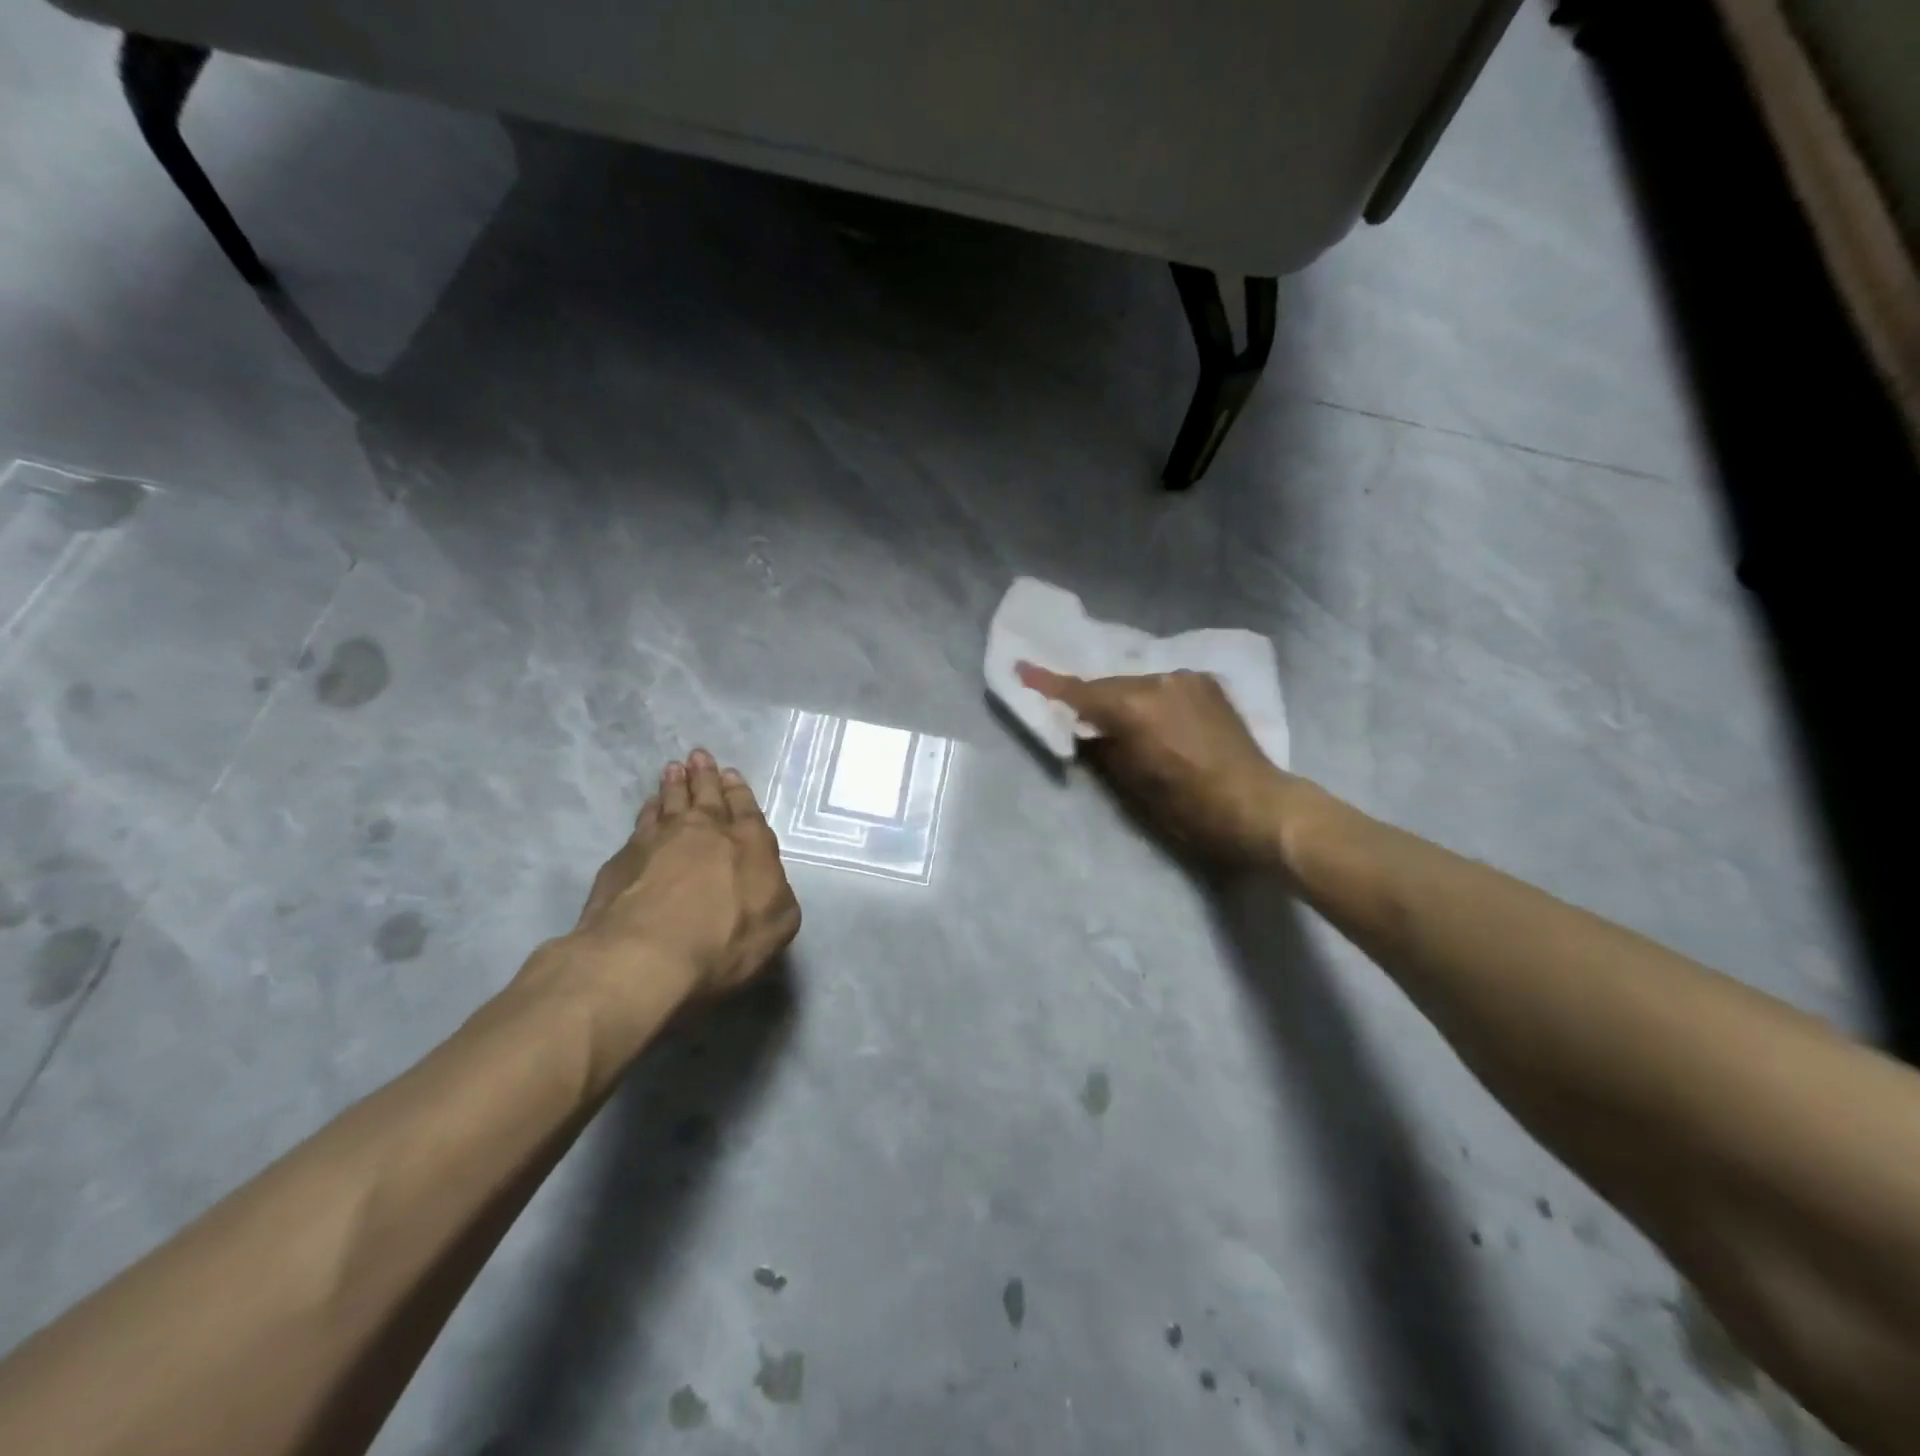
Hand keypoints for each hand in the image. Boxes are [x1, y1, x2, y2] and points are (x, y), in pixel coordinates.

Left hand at [564, 749, 800, 1004]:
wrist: (646, 954)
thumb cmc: (725, 940)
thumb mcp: (778, 923)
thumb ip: (777, 894)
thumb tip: (768, 881)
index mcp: (748, 843)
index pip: (745, 809)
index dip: (738, 791)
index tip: (730, 773)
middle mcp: (705, 830)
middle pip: (705, 796)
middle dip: (705, 775)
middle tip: (698, 756)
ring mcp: (659, 840)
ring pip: (669, 802)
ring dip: (673, 785)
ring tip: (673, 769)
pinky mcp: (623, 859)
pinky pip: (641, 824)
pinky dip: (648, 812)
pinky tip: (648, 808)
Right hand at [1017, 663, 1297, 866]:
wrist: (1260, 805)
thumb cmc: (1190, 806)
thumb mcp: (1134, 784)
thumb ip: (1103, 748)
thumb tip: (1084, 731)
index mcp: (1137, 707)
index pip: (1082, 693)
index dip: (1048, 684)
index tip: (1021, 668)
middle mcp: (1160, 681)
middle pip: (1110, 687)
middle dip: (1091, 700)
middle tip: (1074, 716)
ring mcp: (1188, 679)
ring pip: (1138, 684)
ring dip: (1123, 700)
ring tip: (1118, 723)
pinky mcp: (1208, 684)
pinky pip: (1163, 686)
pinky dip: (1149, 699)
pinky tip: (1153, 718)